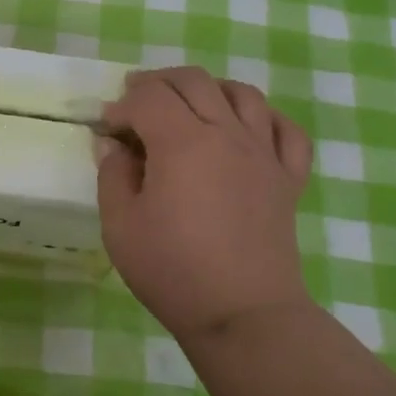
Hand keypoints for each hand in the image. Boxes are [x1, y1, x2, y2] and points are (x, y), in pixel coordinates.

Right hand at [97, 67, 315, 343]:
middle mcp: (227, 134)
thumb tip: (112, 145)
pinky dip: (265, 118)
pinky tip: (246, 128)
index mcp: (182, 142)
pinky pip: (286, 130)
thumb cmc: (173, 270)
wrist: (243, 315)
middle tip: (136, 102)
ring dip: (209, 88)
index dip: (121, 106)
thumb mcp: (120, 226)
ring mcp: (264, 154)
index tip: (108, 130)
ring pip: (242, 94)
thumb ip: (112, 175)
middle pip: (194, 81)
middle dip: (158, 83)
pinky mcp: (288, 178)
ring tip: (189, 105)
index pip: (148, 98)